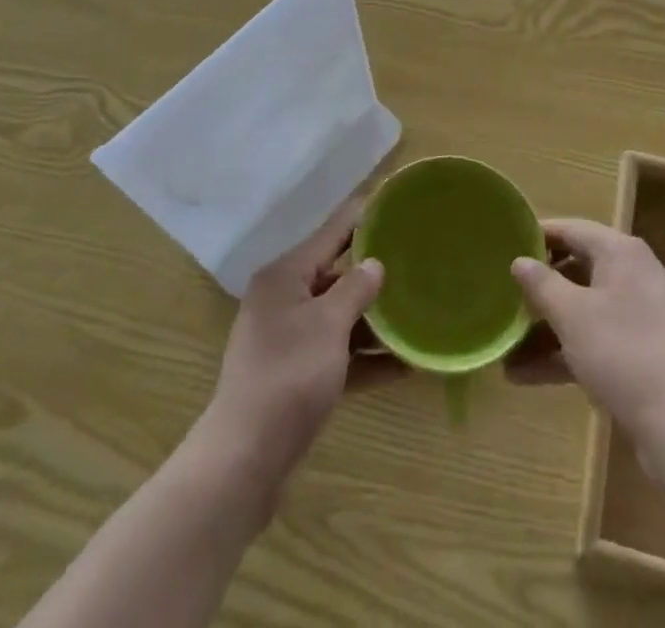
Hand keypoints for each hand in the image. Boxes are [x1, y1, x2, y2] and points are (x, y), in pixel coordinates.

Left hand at [203, 197, 403, 476]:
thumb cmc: (289, 375)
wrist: (245, 459)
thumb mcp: (329, 325)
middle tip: (416, 263)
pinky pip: (338, 355)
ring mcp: (289, 340)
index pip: (331, 234)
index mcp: (285, 276)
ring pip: (340, 318)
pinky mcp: (296, 376)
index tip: (394, 204)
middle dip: (374, 275)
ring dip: (375, 322)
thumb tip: (375, 264)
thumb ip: (356, 289)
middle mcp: (284, 300)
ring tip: (419, 315)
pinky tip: (405, 366)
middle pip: (336, 276)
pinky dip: (365, 359)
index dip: (362, 218)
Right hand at [507, 219, 664, 446]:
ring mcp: (639, 315)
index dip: (537, 235)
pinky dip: (564, 352)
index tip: (503, 244)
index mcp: (621, 253)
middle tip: (502, 295)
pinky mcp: (640, 352)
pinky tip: (525, 375)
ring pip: (583, 310)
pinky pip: (594, 339)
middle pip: (576, 270)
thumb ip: (541, 284)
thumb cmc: (623, 353)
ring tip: (504, 348)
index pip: (572, 229)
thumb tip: (519, 261)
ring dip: (545, 329)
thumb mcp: (572, 315)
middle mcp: (633, 275)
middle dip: (538, 289)